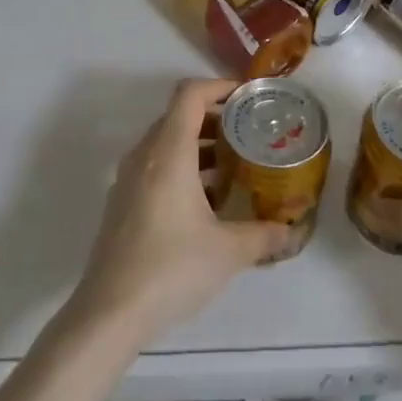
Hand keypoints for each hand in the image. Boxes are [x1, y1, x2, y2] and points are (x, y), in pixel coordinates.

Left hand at [69, 79, 292, 344]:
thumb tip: (292, 232)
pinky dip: (181, 166)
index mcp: (169, 153)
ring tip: (233, 165)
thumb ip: (265, 236)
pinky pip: (155, 166)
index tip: (248, 96)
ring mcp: (128, 179)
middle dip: (215, 117)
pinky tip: (205, 201)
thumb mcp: (229, 252)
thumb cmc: (171, 269)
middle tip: (248, 131)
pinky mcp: (122, 203)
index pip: (190, 94)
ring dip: (198, 144)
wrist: (108, 314)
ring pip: (165, 142)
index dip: (220, 86)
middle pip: (178, 115)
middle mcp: (145, 156)